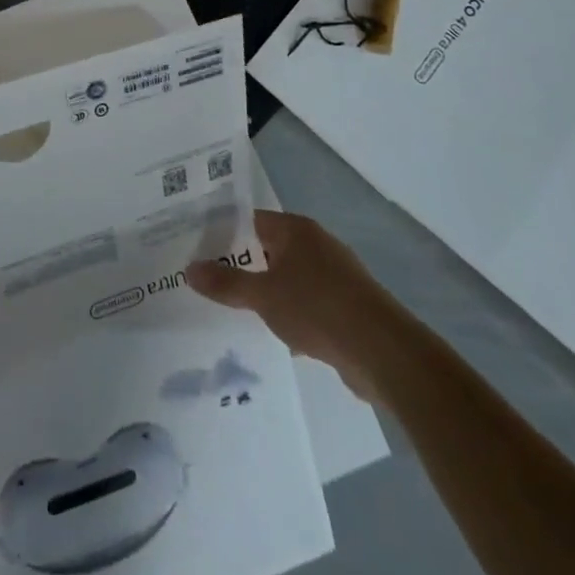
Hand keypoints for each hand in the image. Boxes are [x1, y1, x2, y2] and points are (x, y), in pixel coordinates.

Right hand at [187, 211, 395, 400]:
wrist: (385, 353)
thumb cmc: (318, 309)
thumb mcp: (262, 296)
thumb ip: (226, 283)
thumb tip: (189, 268)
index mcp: (295, 230)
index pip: (249, 221)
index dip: (223, 233)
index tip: (197, 248)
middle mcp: (316, 244)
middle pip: (268, 249)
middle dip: (242, 265)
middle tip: (209, 280)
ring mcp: (335, 275)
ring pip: (288, 278)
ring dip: (268, 292)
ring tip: (236, 309)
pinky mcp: (348, 306)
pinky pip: (308, 303)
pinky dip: (292, 313)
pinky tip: (277, 334)